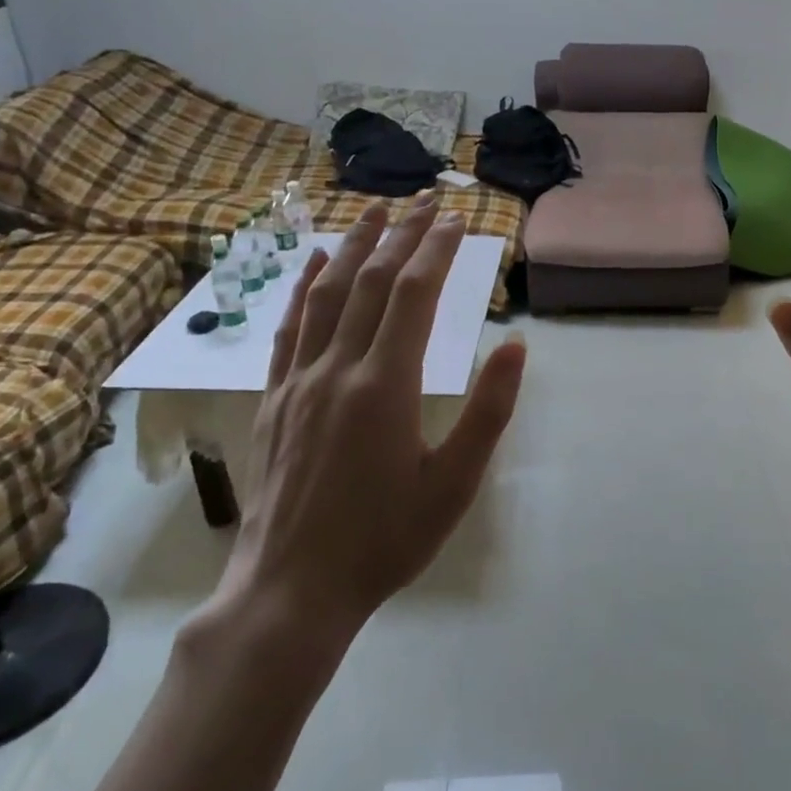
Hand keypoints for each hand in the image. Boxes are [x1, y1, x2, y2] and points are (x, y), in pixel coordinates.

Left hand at [217, 198, 526, 635]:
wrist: (291, 590)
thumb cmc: (385, 540)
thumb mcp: (455, 484)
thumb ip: (488, 411)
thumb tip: (516, 346)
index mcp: (386, 385)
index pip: (415, 294)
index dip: (437, 250)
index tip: (457, 219)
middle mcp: (338, 368)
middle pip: (372, 282)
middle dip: (401, 234)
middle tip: (424, 200)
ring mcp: (298, 380)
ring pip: (326, 294)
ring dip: (352, 246)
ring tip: (373, 211)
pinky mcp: (274, 398)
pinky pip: (288, 328)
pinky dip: (304, 287)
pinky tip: (313, 264)